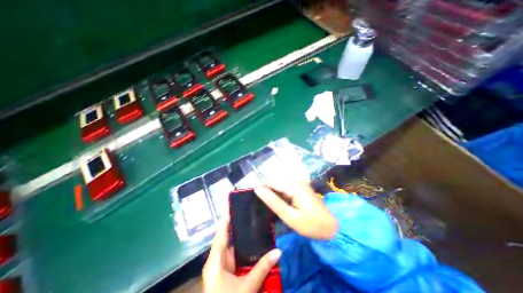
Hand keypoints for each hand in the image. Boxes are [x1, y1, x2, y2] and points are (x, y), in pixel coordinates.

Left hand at [201, 215, 281, 292]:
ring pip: (232, 245)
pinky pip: (235, 254)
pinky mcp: (226, 271)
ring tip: (251, 221)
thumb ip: (262, 268)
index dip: (225, 219)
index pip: (221, 233)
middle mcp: (217, 259)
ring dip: (240, 235)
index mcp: (215, 260)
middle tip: (247, 211)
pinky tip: (251, 240)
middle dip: (236, 224)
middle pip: (226, 236)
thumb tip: (278, 251)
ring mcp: (221, 265)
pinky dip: (242, 247)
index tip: (231, 205)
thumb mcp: (246, 287)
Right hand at [255, 181, 336, 240]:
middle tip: (262, 205)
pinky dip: (280, 195)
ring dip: (273, 193)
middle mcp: (296, 180)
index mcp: (294, 185)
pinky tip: (280, 204)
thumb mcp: (290, 216)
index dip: (261, 189)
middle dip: (267, 192)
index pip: (271, 182)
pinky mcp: (300, 186)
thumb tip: (257, 190)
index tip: (253, 197)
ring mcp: (299, 182)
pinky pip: (285, 188)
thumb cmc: (311, 224)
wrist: (331, 227)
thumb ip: (273, 202)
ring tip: (269, 205)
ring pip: (279, 185)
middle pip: (275, 182)